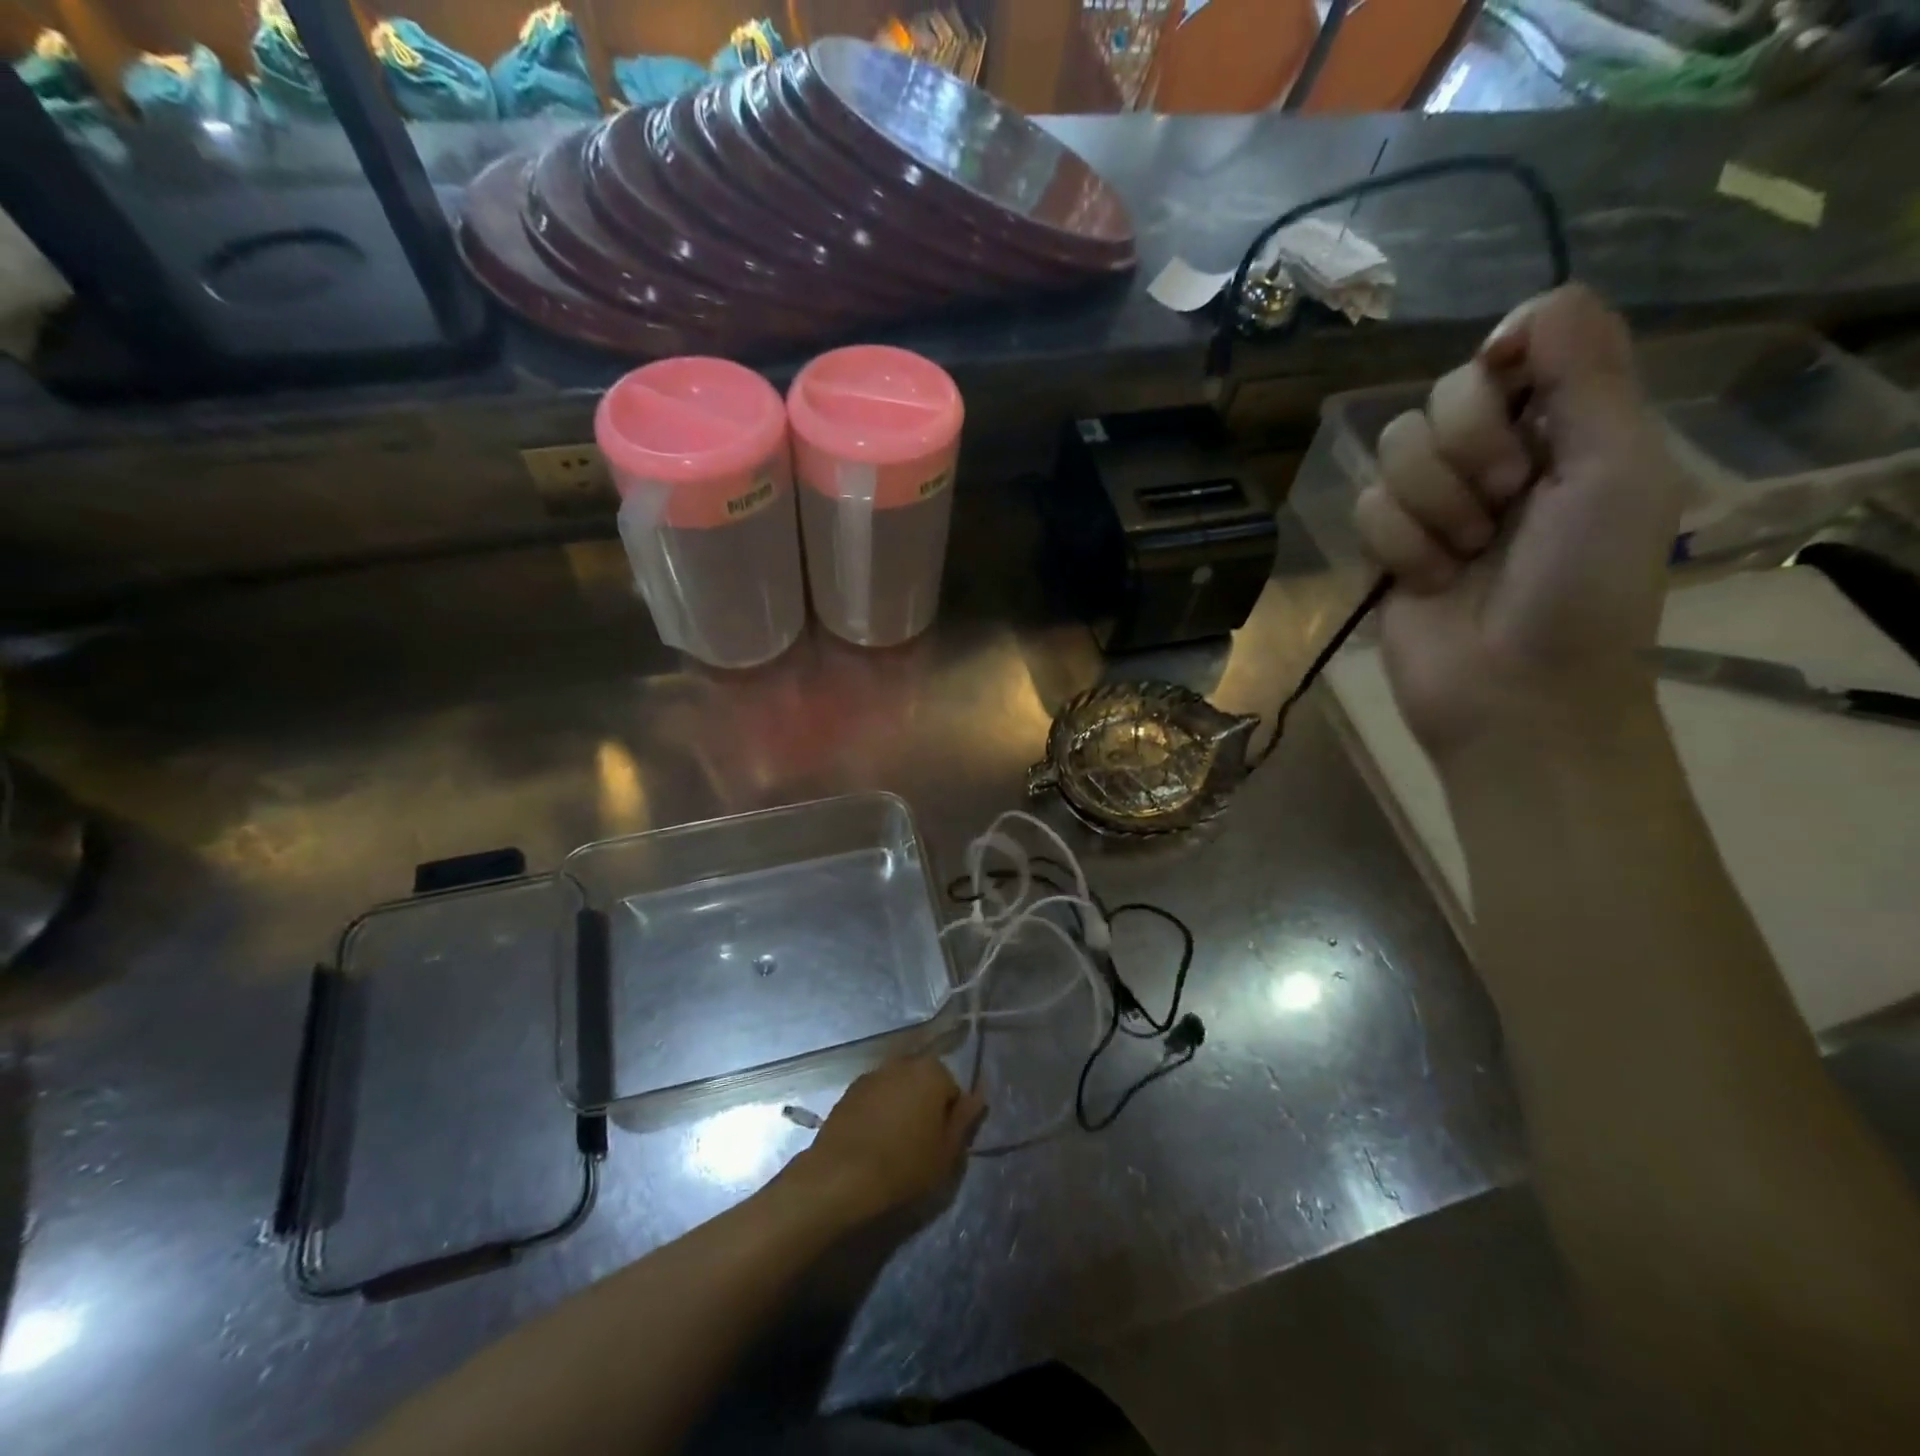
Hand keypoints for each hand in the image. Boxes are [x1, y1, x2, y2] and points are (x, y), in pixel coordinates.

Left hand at [789, 1057, 982, 1224]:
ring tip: (894, 1147)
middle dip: (925, 1108)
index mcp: (932, 1071)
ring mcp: (872, 1074)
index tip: (941, 1146)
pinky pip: (874, 1100)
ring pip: (898, 1091)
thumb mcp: (947, 1151)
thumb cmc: (904, 1165)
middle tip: (921, 1146)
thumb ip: (965, 1119)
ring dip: (900, 1109)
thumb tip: (979, 1095)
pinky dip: (877, 1115)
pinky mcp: (848, 1091)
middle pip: (923, 1085)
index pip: (953, 1091)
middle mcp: (902, 1062)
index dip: (950, 1120)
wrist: (841, 1175)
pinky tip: (872, 1144)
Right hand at [1352, 285, 1685, 756]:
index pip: (1515, 344)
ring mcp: (1435, 502)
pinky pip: (1365, 506)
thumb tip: (1532, 308)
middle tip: (1505, 504)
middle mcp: (1496, 454)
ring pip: (1394, 450)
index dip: (1506, 369)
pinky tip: (1426, 580)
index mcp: (1567, 425)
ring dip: (1432, 507)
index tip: (1518, 408)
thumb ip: (1589, 374)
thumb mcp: (1616, 469)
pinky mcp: (1386, 544)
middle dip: (1468, 452)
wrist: (1513, 690)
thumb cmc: (1583, 587)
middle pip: (1442, 393)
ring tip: (1464, 555)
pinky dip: (1398, 545)